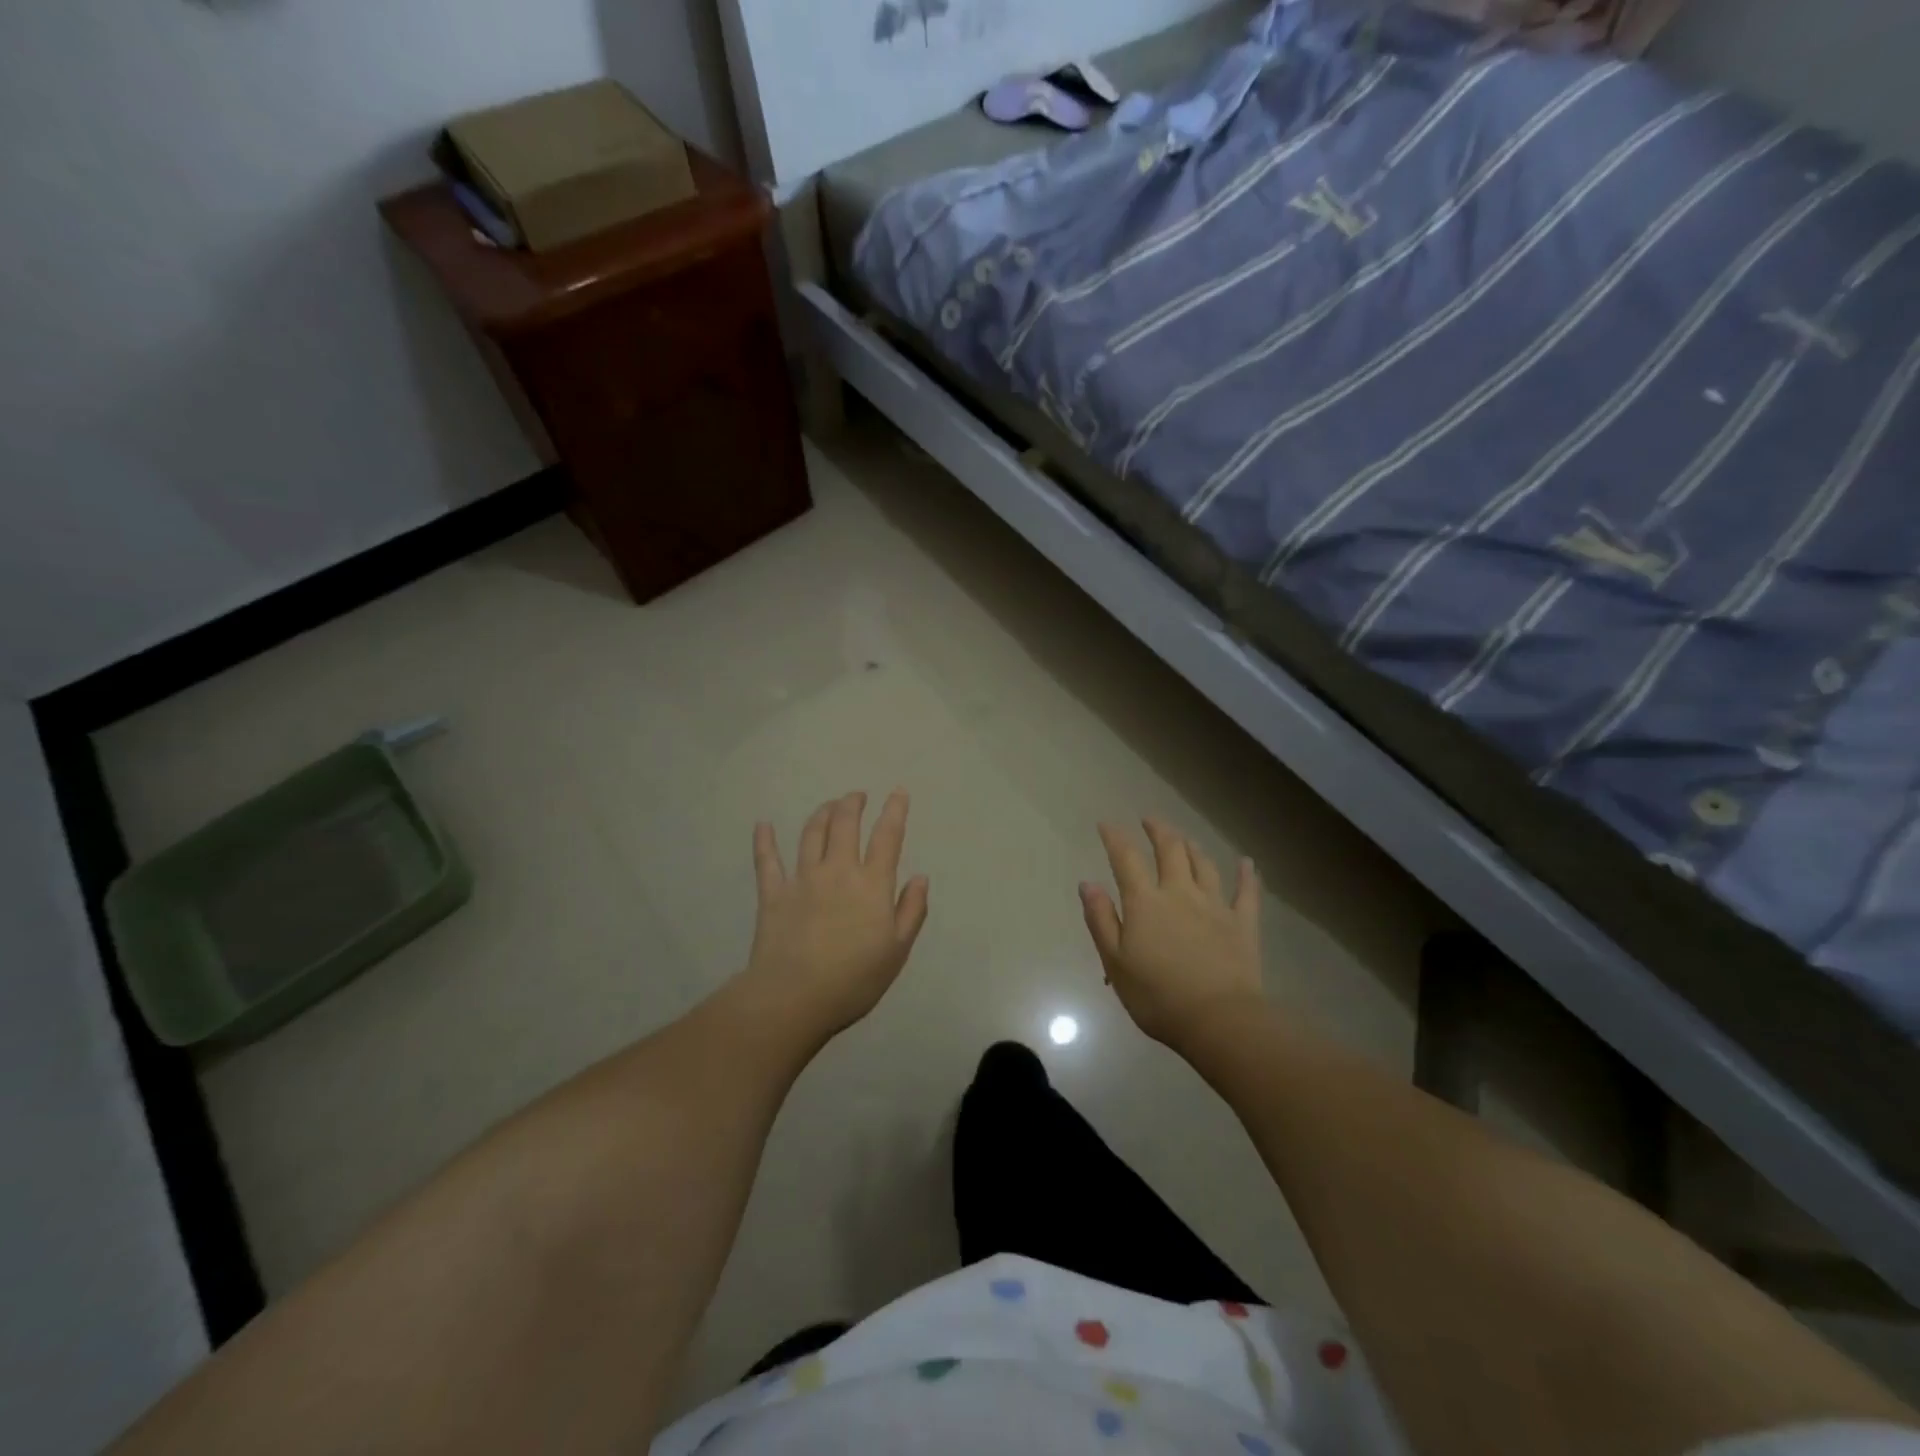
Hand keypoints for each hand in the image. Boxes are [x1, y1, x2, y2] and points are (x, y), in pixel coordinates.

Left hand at [735, 791, 929, 1040]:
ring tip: (829, 805)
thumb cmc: (854, 979)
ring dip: (822, 813)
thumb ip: (911, 911)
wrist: (794, 997)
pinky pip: (767, 860)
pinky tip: (763, 825)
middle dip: (852, 804)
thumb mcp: (897, 951)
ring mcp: (802, 879)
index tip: (898, 792)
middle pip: (845, 824)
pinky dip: (764, 840)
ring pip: (811, 834)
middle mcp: (838, 871)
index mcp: (872, 884)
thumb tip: (920, 877)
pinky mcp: (773, 893)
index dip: (895, 811)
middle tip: (857, 796)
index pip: (887, 837)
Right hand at [1080, 818, 1264, 1051]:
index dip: (1115, 838)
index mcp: (1145, 902)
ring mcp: (1215, 905)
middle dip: (1158, 830)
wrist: (1218, 1020)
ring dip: (1192, 846)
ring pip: (1204, 864)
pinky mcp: (1243, 923)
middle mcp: (1180, 892)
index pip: (1126, 859)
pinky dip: (1247, 875)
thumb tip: (1088, 884)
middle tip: (1150, 819)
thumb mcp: (1115, 962)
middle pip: (1170, 850)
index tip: (1106, 824)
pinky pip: (1247, 892)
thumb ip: (1101, 920)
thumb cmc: (1157, 996)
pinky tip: (1247, 862)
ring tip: (1184, 838)